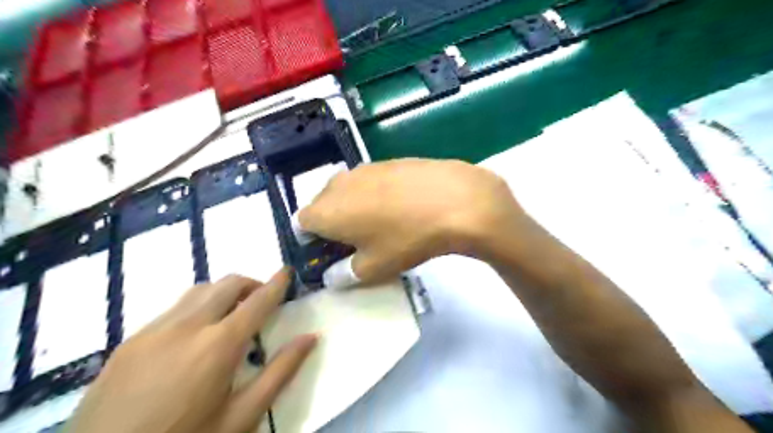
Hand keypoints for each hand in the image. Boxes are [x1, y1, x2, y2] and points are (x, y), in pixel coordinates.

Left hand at [66, 269, 315, 432]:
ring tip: (230, 314)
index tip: (287, 270)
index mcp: (219, 345)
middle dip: (251, 284)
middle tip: (262, 300)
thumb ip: (280, 372)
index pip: (258, 301)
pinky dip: (196, 308)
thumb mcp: (241, 417)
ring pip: (198, 291)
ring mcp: (153, 331)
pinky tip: (193, 337)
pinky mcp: (129, 342)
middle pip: (227, 284)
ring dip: (222, 293)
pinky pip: (172, 310)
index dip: (276, 283)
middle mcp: (186, 327)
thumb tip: (310, 337)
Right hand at [296, 159, 525, 284]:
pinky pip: (370, 182)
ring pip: (347, 192)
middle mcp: (337, 184)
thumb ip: (344, 274)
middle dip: (332, 223)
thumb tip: (334, 275)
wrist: (453, 200)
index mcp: (325, 210)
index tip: (330, 253)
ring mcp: (364, 168)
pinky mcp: (388, 162)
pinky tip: (399, 206)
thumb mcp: (373, 268)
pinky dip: (374, 195)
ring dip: (353, 208)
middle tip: (355, 241)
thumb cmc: (406, 238)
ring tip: (380, 224)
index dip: (312, 241)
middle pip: (323, 205)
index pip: (301, 225)